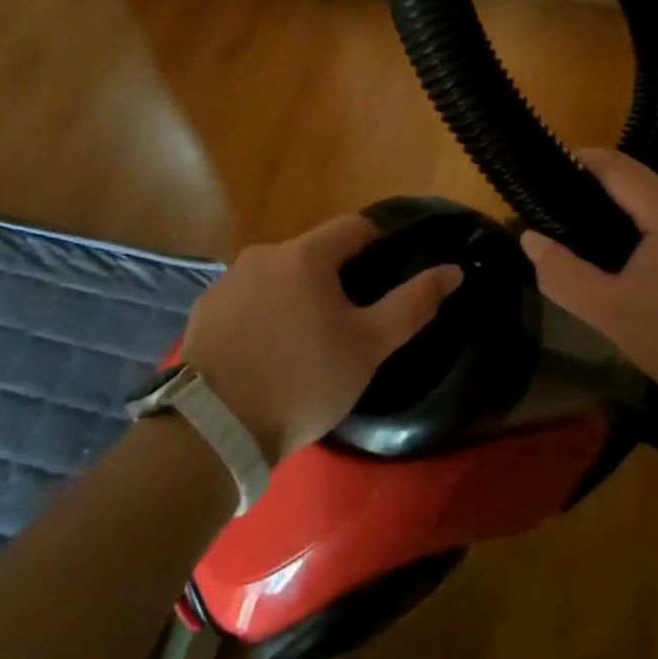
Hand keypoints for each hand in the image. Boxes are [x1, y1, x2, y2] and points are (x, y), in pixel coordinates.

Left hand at [179, 215, 462, 461]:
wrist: (212, 431)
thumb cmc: (302, 381)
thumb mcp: (368, 348)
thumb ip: (413, 304)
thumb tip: (453, 270)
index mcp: (306, 255)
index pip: (354, 227)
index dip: (379, 242)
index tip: (391, 272)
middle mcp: (263, 254)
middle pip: (314, 253)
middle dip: (337, 277)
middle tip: (350, 322)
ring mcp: (228, 281)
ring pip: (279, 276)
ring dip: (298, 295)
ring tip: (307, 342)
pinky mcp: (204, 310)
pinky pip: (248, 300)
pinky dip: (264, 314)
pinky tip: (267, 353)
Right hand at [519, 149, 657, 416]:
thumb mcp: (613, 315)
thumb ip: (563, 274)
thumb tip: (529, 237)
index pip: (614, 165)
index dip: (577, 164)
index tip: (544, 180)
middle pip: (637, 186)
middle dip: (599, 203)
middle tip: (566, 233)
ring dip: (630, 224)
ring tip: (601, 259)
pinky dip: (657, 237)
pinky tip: (647, 276)